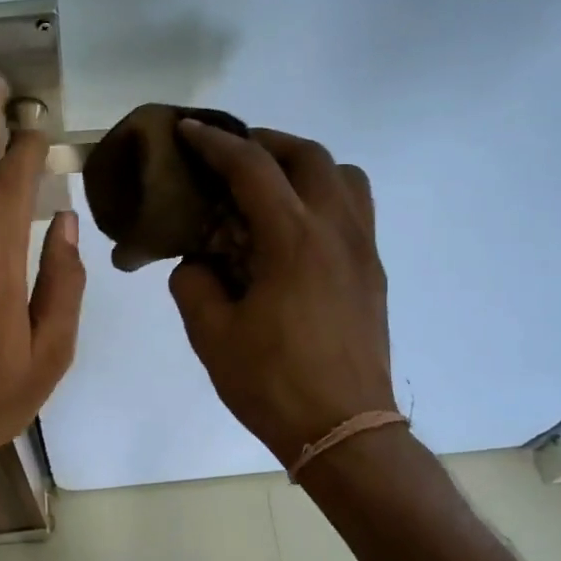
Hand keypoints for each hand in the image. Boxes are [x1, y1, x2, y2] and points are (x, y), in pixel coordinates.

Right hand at [169, 123, 396, 465]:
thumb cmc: (273, 383)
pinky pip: (355, 210)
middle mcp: (336, 231)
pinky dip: (324, 197)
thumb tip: (198, 263)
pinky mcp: (372, 273)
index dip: (215, 143)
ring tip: (270, 187)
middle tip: (230, 155)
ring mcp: (362, 250)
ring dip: (305, 166)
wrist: (344, 430)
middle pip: (309, 156)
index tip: (188, 131)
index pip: (252, 168)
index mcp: (293, 240)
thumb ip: (194, 283)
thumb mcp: (211, 335)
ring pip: (345, 177)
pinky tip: (294, 230)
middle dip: (265, 143)